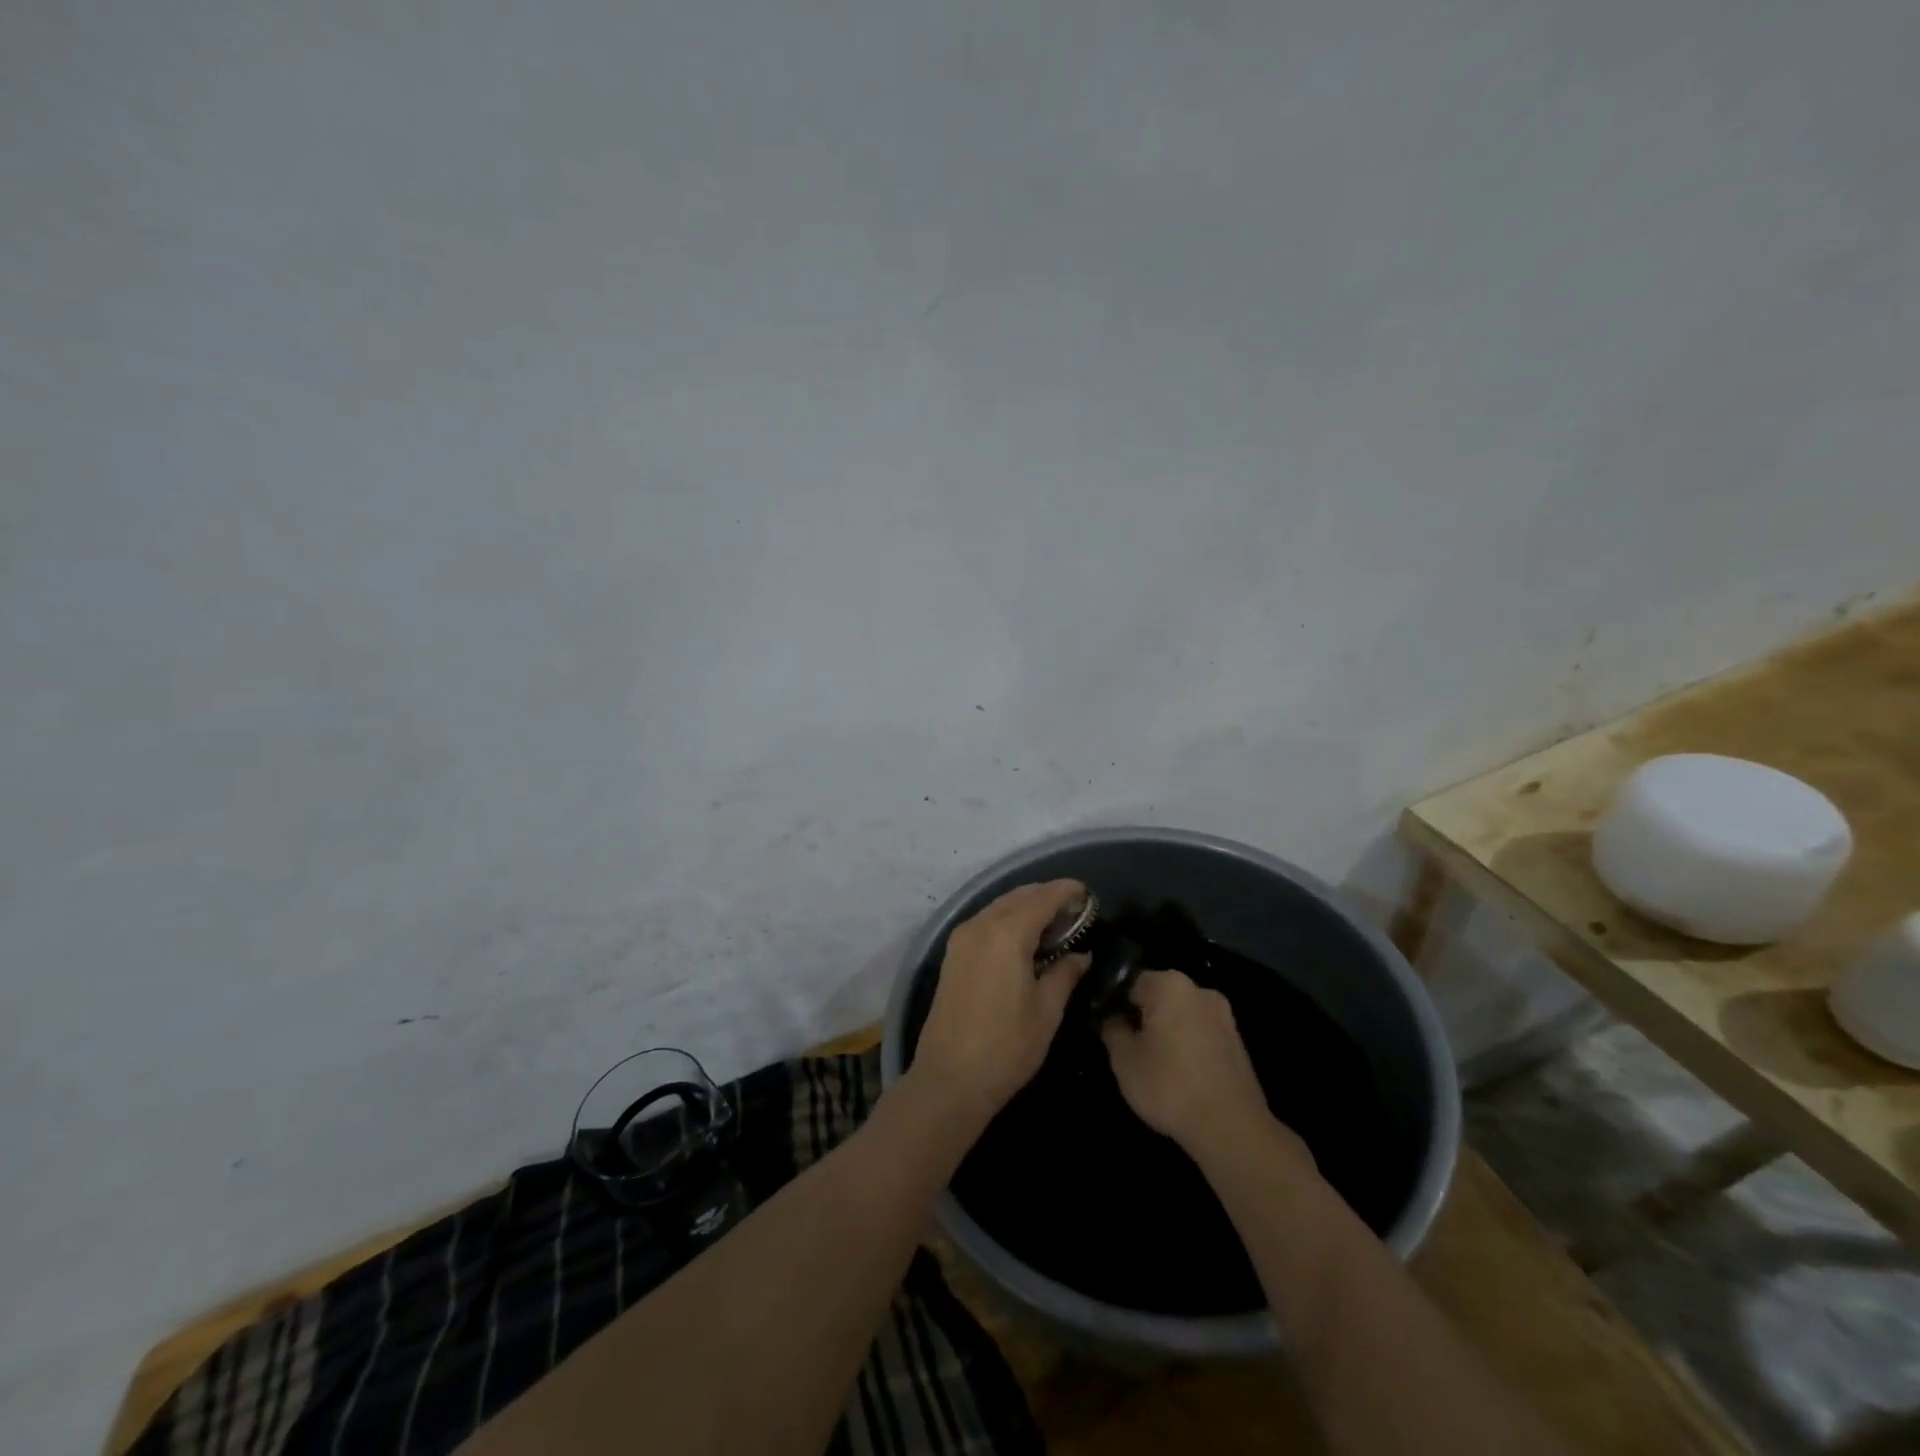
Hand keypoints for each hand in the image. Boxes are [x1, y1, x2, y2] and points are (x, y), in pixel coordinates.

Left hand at [907, 880, 1091, 1122]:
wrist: (949, 1080)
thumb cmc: (1005, 1047)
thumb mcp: (1046, 1011)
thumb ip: (1065, 974)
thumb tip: (1081, 955)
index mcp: (1007, 933)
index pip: (1043, 898)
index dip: (1067, 891)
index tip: (1088, 894)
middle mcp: (981, 925)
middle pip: (1019, 896)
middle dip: (1047, 896)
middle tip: (1076, 911)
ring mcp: (962, 938)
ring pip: (1000, 906)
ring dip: (1027, 906)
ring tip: (1055, 924)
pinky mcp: (953, 953)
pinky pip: (986, 921)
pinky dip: (1009, 919)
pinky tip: (1027, 939)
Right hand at [1101, 970, 1309, 1170]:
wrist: (1231, 1129)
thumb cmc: (1169, 1086)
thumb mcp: (1124, 1060)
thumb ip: (1113, 1030)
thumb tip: (1114, 1019)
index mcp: (1170, 984)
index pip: (1131, 982)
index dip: (1115, 1004)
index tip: (1109, 1029)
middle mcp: (1200, 991)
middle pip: (1159, 997)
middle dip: (1143, 1018)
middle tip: (1129, 1050)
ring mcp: (1224, 1016)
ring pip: (1181, 1017)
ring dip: (1167, 1033)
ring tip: (1155, 1067)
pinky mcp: (1238, 1043)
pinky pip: (1201, 1035)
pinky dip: (1188, 1048)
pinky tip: (1181, 1077)